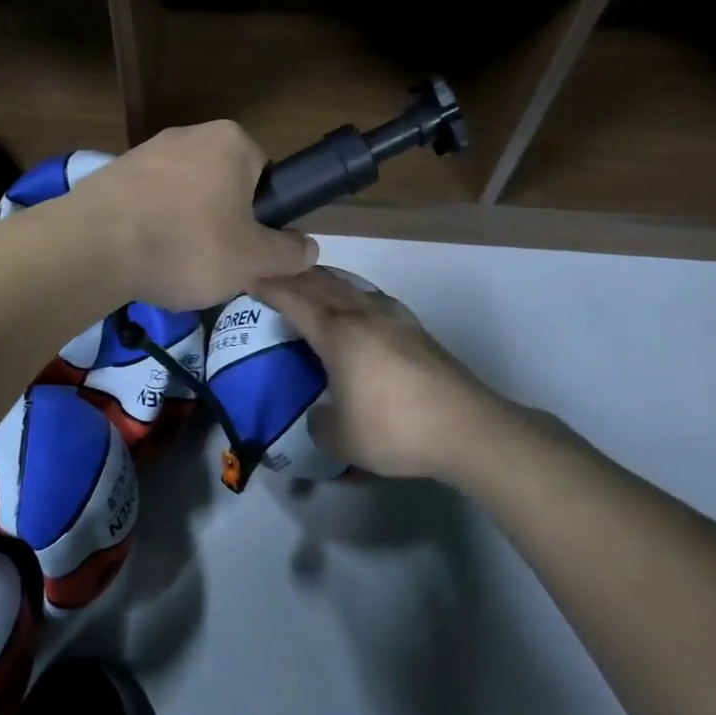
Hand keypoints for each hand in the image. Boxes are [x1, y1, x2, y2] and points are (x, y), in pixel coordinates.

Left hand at [67, 121, 317, 309]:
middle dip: (222, 223)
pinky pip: (148, 203)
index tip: (247, 250)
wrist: (92, 247)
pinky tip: (142, 257)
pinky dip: (151, 228)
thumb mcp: (253, 260)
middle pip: (223, 187)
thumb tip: (307, 248)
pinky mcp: (112, 174)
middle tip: (213, 263)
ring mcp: (145, 151)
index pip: (265, 178)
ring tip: (173, 265)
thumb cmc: (186, 245)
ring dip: (185, 228)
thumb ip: (289, 253)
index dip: (262, 219)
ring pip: (184, 197)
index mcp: (231, 141)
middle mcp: (189, 134)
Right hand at [255, 266, 509, 479]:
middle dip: (293, 275)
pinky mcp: (417, 330)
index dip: (268, 286)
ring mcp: (394, 318)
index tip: (247, 275)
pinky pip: (372, 299)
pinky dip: (352, 294)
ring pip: (350, 286)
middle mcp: (364, 315)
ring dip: (324, 280)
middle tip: (271, 274)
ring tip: (310, 284)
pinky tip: (357, 307)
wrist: (468, 429)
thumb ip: (320, 424)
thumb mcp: (342, 440)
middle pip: (322, 283)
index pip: (294, 299)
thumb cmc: (395, 429)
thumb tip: (320, 415)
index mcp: (338, 334)